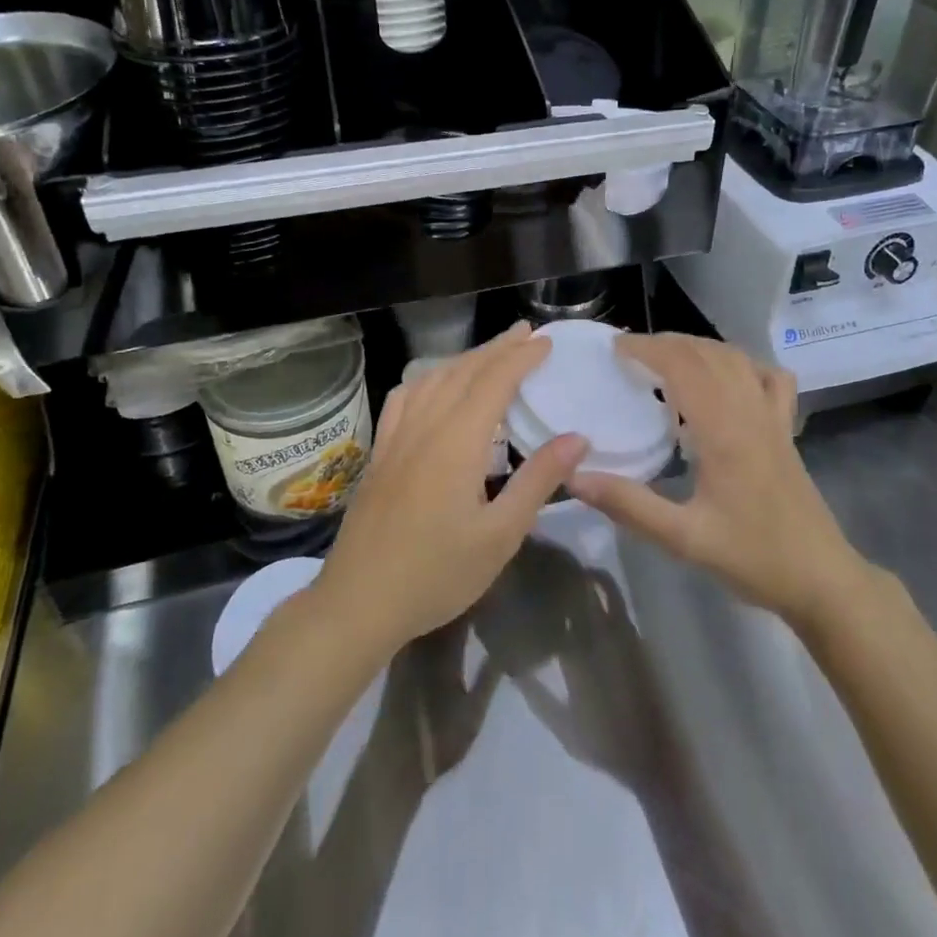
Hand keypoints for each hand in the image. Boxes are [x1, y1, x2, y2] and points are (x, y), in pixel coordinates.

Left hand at [315, 323, 586, 654]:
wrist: (358, 603)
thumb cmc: (436, 574)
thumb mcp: (500, 536)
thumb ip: (537, 481)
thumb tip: (577, 438)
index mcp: (457, 443)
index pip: (494, 382)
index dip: (521, 357)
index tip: (545, 342)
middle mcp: (425, 428)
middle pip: (464, 372)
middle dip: (497, 348)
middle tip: (526, 333)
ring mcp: (396, 438)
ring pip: (432, 379)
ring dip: (465, 359)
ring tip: (491, 353)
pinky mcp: (379, 453)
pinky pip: (404, 398)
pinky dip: (426, 379)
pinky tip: (433, 384)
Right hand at [566, 333, 866, 629]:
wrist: (821, 579)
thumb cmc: (753, 557)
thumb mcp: (684, 538)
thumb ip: (629, 505)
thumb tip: (576, 476)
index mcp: (724, 430)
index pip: (683, 366)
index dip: (648, 349)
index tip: (616, 348)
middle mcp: (749, 411)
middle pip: (707, 354)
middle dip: (667, 343)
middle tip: (631, 353)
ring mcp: (773, 417)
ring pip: (736, 359)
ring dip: (699, 347)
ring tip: (666, 357)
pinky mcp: (786, 429)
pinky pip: (768, 377)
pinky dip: (742, 364)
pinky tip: (727, 376)